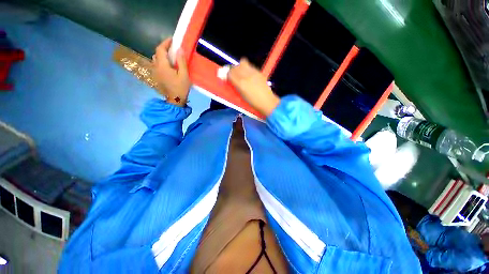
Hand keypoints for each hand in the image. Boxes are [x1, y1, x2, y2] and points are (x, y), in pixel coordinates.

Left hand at [152, 38, 190, 106]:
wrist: (175, 100)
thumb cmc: (180, 88)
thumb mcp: (184, 75)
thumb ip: (181, 62)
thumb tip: (180, 49)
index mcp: (162, 65)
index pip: (160, 49)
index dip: (165, 43)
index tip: (172, 40)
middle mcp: (156, 67)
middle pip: (157, 53)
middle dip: (164, 48)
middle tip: (173, 48)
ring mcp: (155, 72)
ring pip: (156, 59)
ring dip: (162, 55)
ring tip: (171, 56)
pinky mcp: (157, 76)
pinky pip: (157, 65)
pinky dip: (162, 61)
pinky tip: (168, 65)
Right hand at [228, 58, 279, 116]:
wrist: (267, 102)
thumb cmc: (252, 103)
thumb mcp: (241, 96)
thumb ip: (235, 86)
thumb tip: (230, 79)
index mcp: (241, 83)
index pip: (230, 73)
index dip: (227, 74)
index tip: (227, 77)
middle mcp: (246, 75)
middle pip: (235, 66)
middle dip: (233, 70)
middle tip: (234, 75)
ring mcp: (253, 72)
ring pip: (243, 62)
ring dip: (240, 67)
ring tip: (242, 74)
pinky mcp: (259, 72)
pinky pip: (250, 66)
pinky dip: (247, 69)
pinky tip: (250, 76)